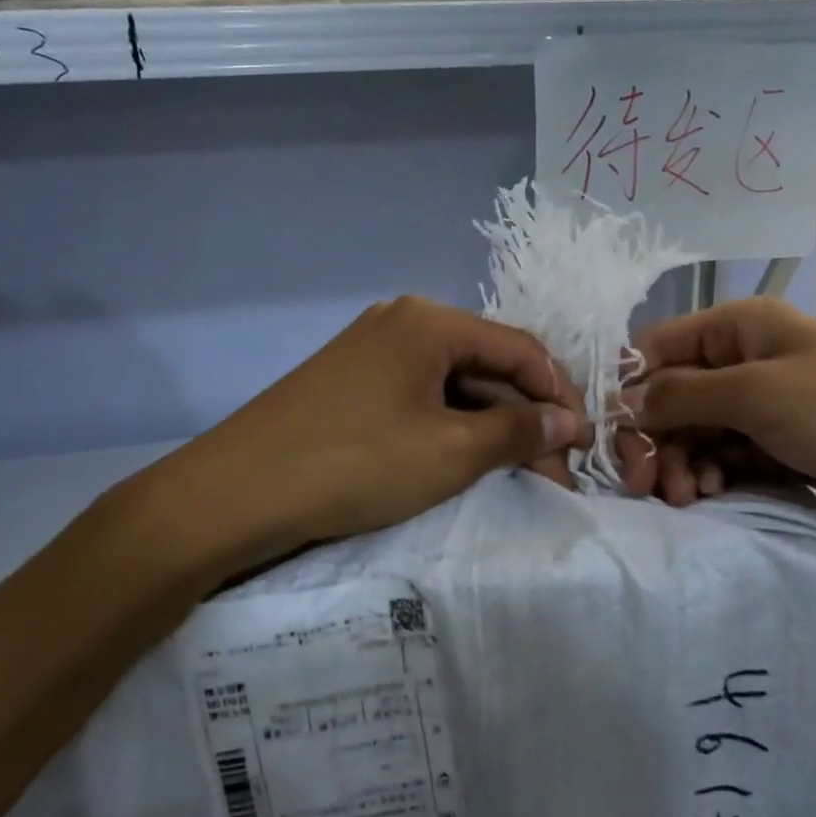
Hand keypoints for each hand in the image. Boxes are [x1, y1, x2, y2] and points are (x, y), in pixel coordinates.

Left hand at [112, 297, 587, 581]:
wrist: (232, 494)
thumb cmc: (355, 464)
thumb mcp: (450, 452)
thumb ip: (517, 431)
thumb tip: (568, 422)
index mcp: (431, 322)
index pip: (521, 349)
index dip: (560, 395)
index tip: (584, 443)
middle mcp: (405, 322)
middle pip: (488, 364)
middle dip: (526, 417)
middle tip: (554, 471)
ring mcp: (374, 350)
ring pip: (455, 384)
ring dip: (491, 426)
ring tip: (519, 473)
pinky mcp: (353, 381)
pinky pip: (421, 396)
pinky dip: (451, 427)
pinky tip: (467, 461)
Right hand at [621, 297, 815, 535]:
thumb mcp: (759, 393)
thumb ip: (683, 395)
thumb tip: (623, 400)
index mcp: (738, 328)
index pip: (659, 347)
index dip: (631, 387)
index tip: (614, 435)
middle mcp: (744, 361)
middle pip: (674, 396)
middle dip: (657, 438)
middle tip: (647, 485)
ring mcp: (763, 407)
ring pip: (696, 432)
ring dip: (683, 462)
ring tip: (689, 495)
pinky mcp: (778, 447)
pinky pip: (725, 457)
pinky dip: (712, 475)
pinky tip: (713, 494)